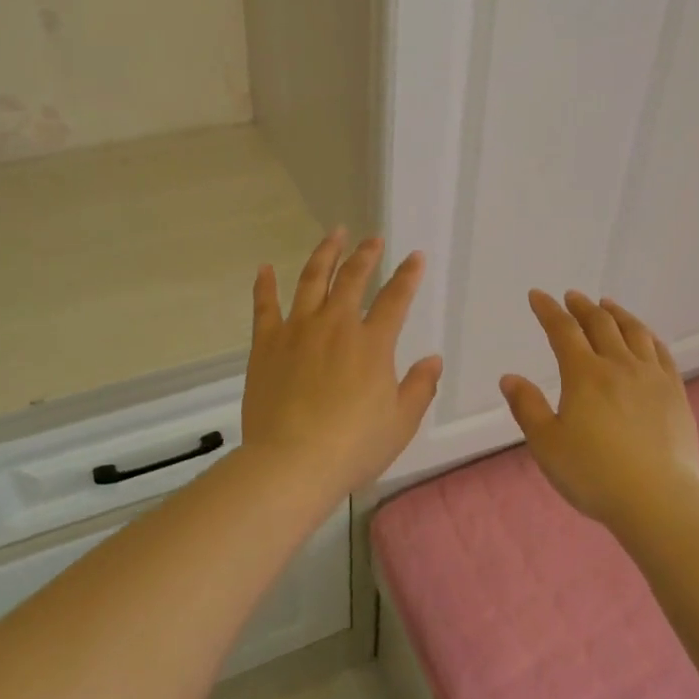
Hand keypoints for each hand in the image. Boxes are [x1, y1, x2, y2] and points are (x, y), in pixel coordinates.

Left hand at [242, 230, 442, 498]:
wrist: (291, 463)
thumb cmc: (353, 446)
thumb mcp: (400, 422)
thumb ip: (420, 387)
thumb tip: (433, 359)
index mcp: (372, 343)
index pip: (395, 298)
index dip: (408, 275)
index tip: (415, 256)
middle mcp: (336, 326)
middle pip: (353, 278)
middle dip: (366, 255)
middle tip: (372, 239)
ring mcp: (298, 330)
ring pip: (312, 280)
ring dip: (325, 254)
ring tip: (334, 235)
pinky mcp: (266, 344)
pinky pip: (265, 306)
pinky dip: (265, 285)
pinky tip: (266, 267)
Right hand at [500, 291, 698, 527]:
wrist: (658, 499)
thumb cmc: (594, 474)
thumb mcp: (547, 445)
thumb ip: (527, 408)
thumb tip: (510, 377)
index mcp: (584, 375)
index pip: (563, 331)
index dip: (548, 310)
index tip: (538, 296)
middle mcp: (619, 365)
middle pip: (600, 324)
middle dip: (582, 307)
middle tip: (572, 297)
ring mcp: (651, 377)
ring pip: (634, 332)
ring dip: (617, 314)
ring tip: (607, 305)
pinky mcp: (675, 393)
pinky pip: (662, 352)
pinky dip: (648, 336)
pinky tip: (645, 336)